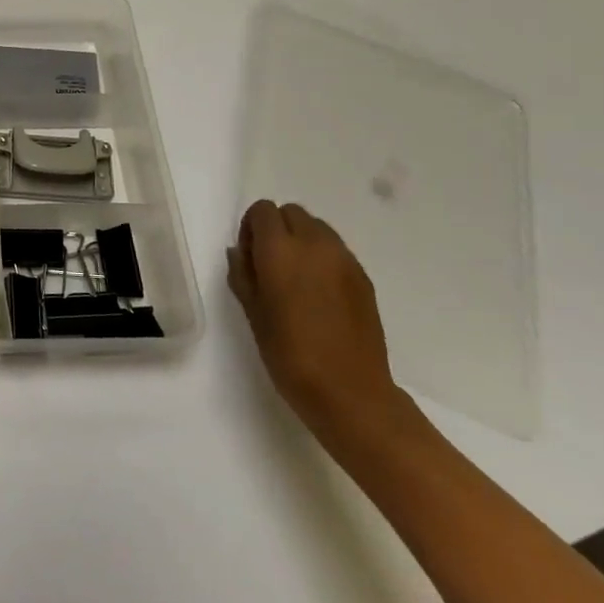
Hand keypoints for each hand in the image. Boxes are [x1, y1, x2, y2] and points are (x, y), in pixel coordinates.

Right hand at [227, 200, 409, 439]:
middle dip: (277, 229)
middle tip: (270, 265)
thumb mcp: (252, 312)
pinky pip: (336, 250)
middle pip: (292, 212)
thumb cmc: (289, 353)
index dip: (251, 228)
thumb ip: (242, 274)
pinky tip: (318, 293)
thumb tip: (240, 251)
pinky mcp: (363, 277)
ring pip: (317, 228)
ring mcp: (344, 259)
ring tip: (296, 278)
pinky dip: (322, 258)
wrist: (349, 391)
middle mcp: (314, 244)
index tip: (249, 257)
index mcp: (280, 250)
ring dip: (301, 240)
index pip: (263, 211)